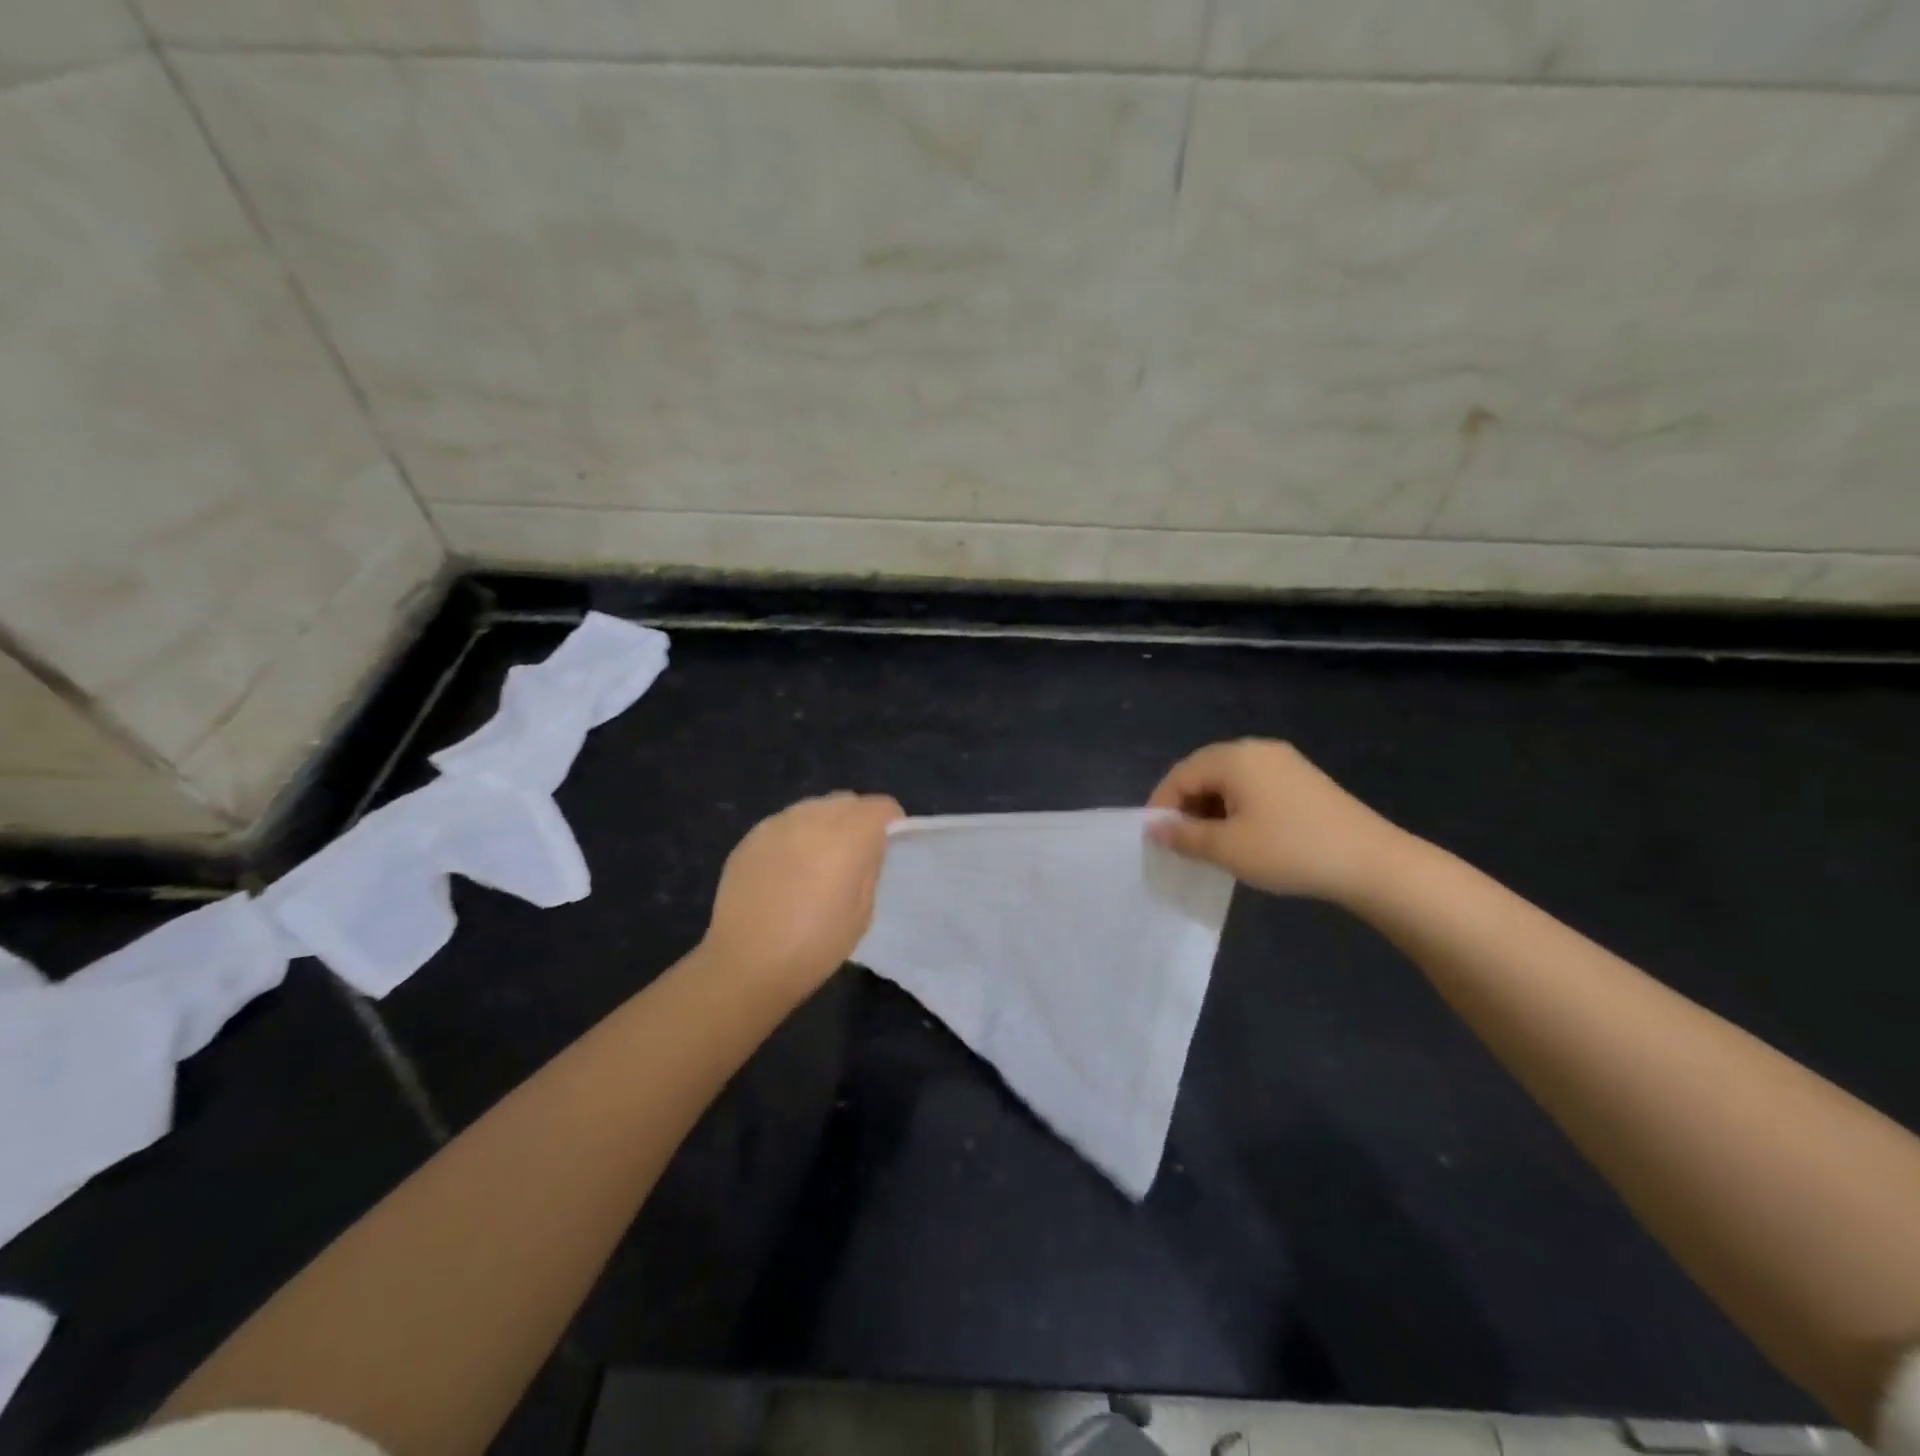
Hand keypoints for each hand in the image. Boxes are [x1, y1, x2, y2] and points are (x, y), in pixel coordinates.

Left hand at [702, 792, 903, 998]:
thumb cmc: (815, 945)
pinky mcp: (750, 838)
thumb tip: (868, 847)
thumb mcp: (862, 911)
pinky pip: (784, 824)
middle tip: (854, 854)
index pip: (881, 807)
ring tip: (818, 861)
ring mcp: (777, 824)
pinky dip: (795, 837)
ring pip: (813, 808)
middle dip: (857, 819)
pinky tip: (787, 870)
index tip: (888, 846)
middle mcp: (813, 817)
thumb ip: (869, 867)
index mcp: (848, 835)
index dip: (890, 823)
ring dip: (824, 825)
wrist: (745, 963)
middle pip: (846, 801)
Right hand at [1147, 739, 1406, 903]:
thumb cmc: (1289, 850)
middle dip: (1186, 806)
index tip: (1156, 839)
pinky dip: (1238, 807)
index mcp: (1234, 757)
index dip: (1162, 806)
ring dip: (1212, 808)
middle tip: (1181, 842)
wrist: (1370, 862)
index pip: (1181, 775)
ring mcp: (1283, 762)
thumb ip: (1184, 836)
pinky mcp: (1303, 779)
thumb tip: (1154, 828)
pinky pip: (1254, 786)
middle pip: (1204, 772)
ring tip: (1211, 844)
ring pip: (1230, 780)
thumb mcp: (1227, 848)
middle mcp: (1256, 749)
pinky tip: (1244, 836)